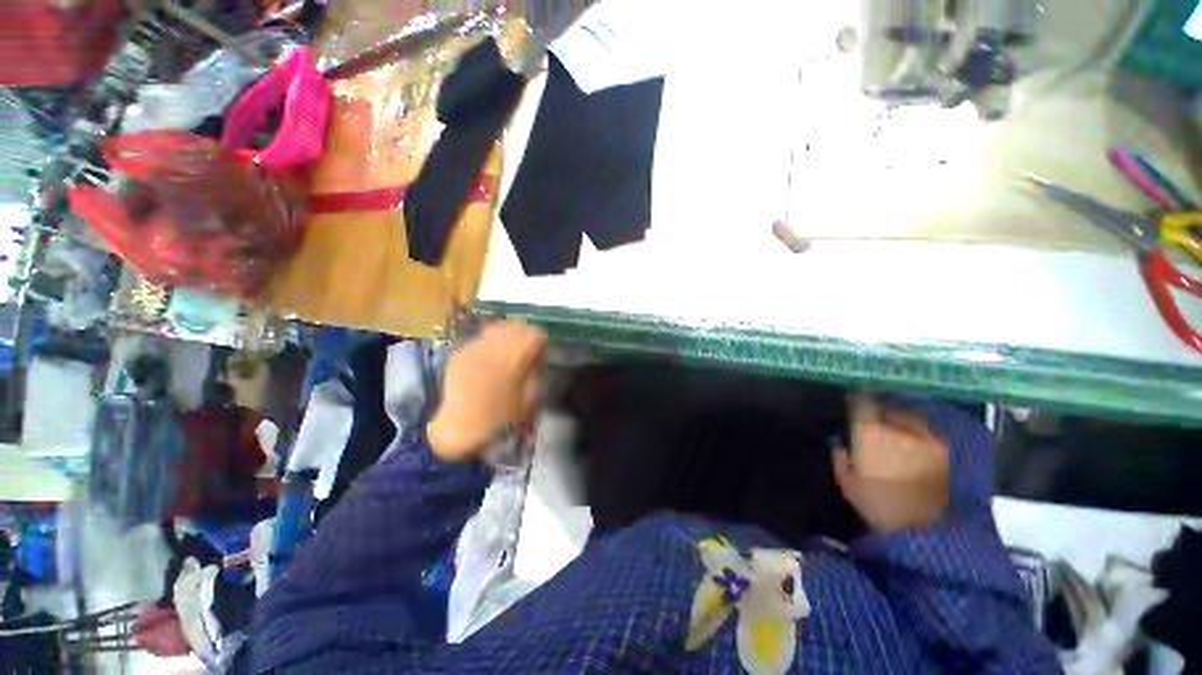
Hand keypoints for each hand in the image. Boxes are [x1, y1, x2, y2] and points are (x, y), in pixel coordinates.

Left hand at [427, 320, 547, 461]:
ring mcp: (474, 348)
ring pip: (496, 328)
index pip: (535, 333)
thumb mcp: (531, 399)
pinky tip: (486, 362)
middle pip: (516, 325)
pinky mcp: (459, 353)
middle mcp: (494, 347)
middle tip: (524, 353)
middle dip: (523, 336)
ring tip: (505, 354)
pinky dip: (487, 346)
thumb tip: (537, 358)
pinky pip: (479, 340)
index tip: (539, 356)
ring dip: (505, 337)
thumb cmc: (501, 420)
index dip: (540, 343)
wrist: (459, 431)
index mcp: (514, 359)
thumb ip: (537, 372)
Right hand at [833, 394, 949, 532]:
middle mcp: (900, 428)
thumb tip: (839, 445)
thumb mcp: (849, 487)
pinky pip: (933, 432)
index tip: (853, 401)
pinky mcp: (949, 450)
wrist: (929, 533)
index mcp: (870, 434)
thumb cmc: (881, 507)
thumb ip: (840, 461)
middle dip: (882, 411)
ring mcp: (927, 437)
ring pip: (913, 418)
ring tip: (901, 431)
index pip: (861, 404)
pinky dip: (925, 434)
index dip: (856, 400)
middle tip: (877, 419)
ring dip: (905, 420)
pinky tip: (921, 444)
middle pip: (889, 408)